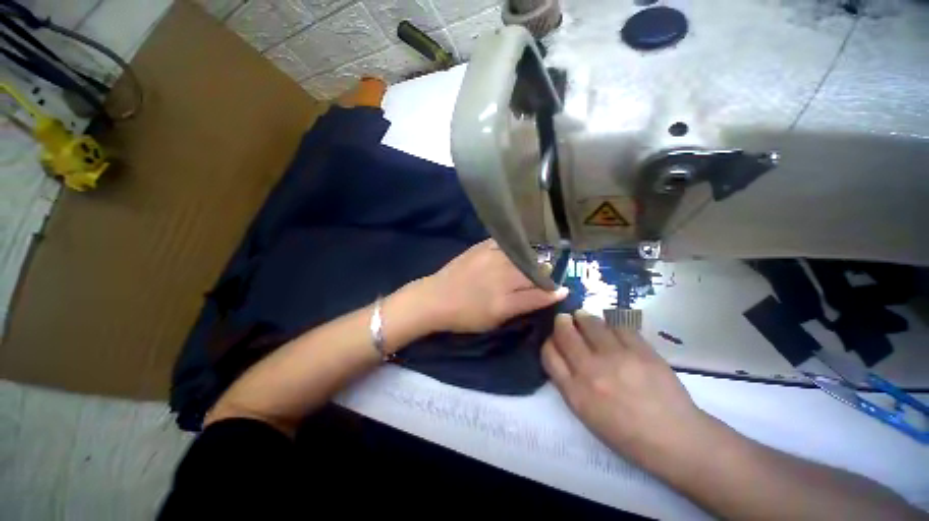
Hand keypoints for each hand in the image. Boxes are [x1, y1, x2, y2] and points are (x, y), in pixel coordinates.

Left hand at [418, 239, 567, 332]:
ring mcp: (492, 257)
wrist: (435, 298)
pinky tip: (514, 252)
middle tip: (541, 278)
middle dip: (543, 275)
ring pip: (524, 256)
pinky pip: (506, 243)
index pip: (540, 293)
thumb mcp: (496, 320)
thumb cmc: (465, 315)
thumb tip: (552, 294)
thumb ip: (524, 306)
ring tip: (526, 266)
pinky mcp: (482, 246)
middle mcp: (502, 276)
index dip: (553, 291)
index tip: (562, 289)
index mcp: (505, 300)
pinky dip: (514, 248)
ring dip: (530, 261)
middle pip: (535, 271)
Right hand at [542, 312, 707, 467]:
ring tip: (583, 316)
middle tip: (564, 318)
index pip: (549, 354)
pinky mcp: (640, 350)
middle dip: (562, 322)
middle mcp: (591, 371)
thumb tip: (563, 354)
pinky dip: (610, 323)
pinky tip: (610, 326)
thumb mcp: (586, 414)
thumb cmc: (626, 433)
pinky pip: (618, 325)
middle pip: (565, 333)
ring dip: (583, 317)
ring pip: (590, 323)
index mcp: (575, 392)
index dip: (549, 342)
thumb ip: (569, 382)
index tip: (554, 339)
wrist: (674, 439)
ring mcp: (616, 358)